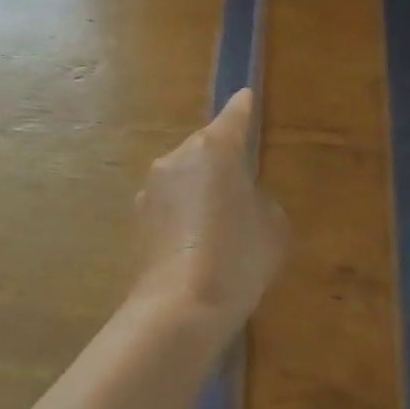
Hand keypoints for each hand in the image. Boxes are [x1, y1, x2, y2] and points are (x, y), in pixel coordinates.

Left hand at [134, 89, 286, 329]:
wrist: (179, 310)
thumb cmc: (237, 257)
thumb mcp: (272, 225)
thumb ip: (260, 199)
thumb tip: (243, 199)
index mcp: (214, 148)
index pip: (234, 117)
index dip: (243, 109)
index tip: (246, 98)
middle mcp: (177, 158)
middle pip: (205, 147)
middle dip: (222, 158)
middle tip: (242, 182)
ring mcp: (151, 189)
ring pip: (184, 175)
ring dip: (200, 187)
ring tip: (219, 220)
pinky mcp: (137, 219)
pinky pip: (170, 203)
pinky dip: (184, 212)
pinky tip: (197, 242)